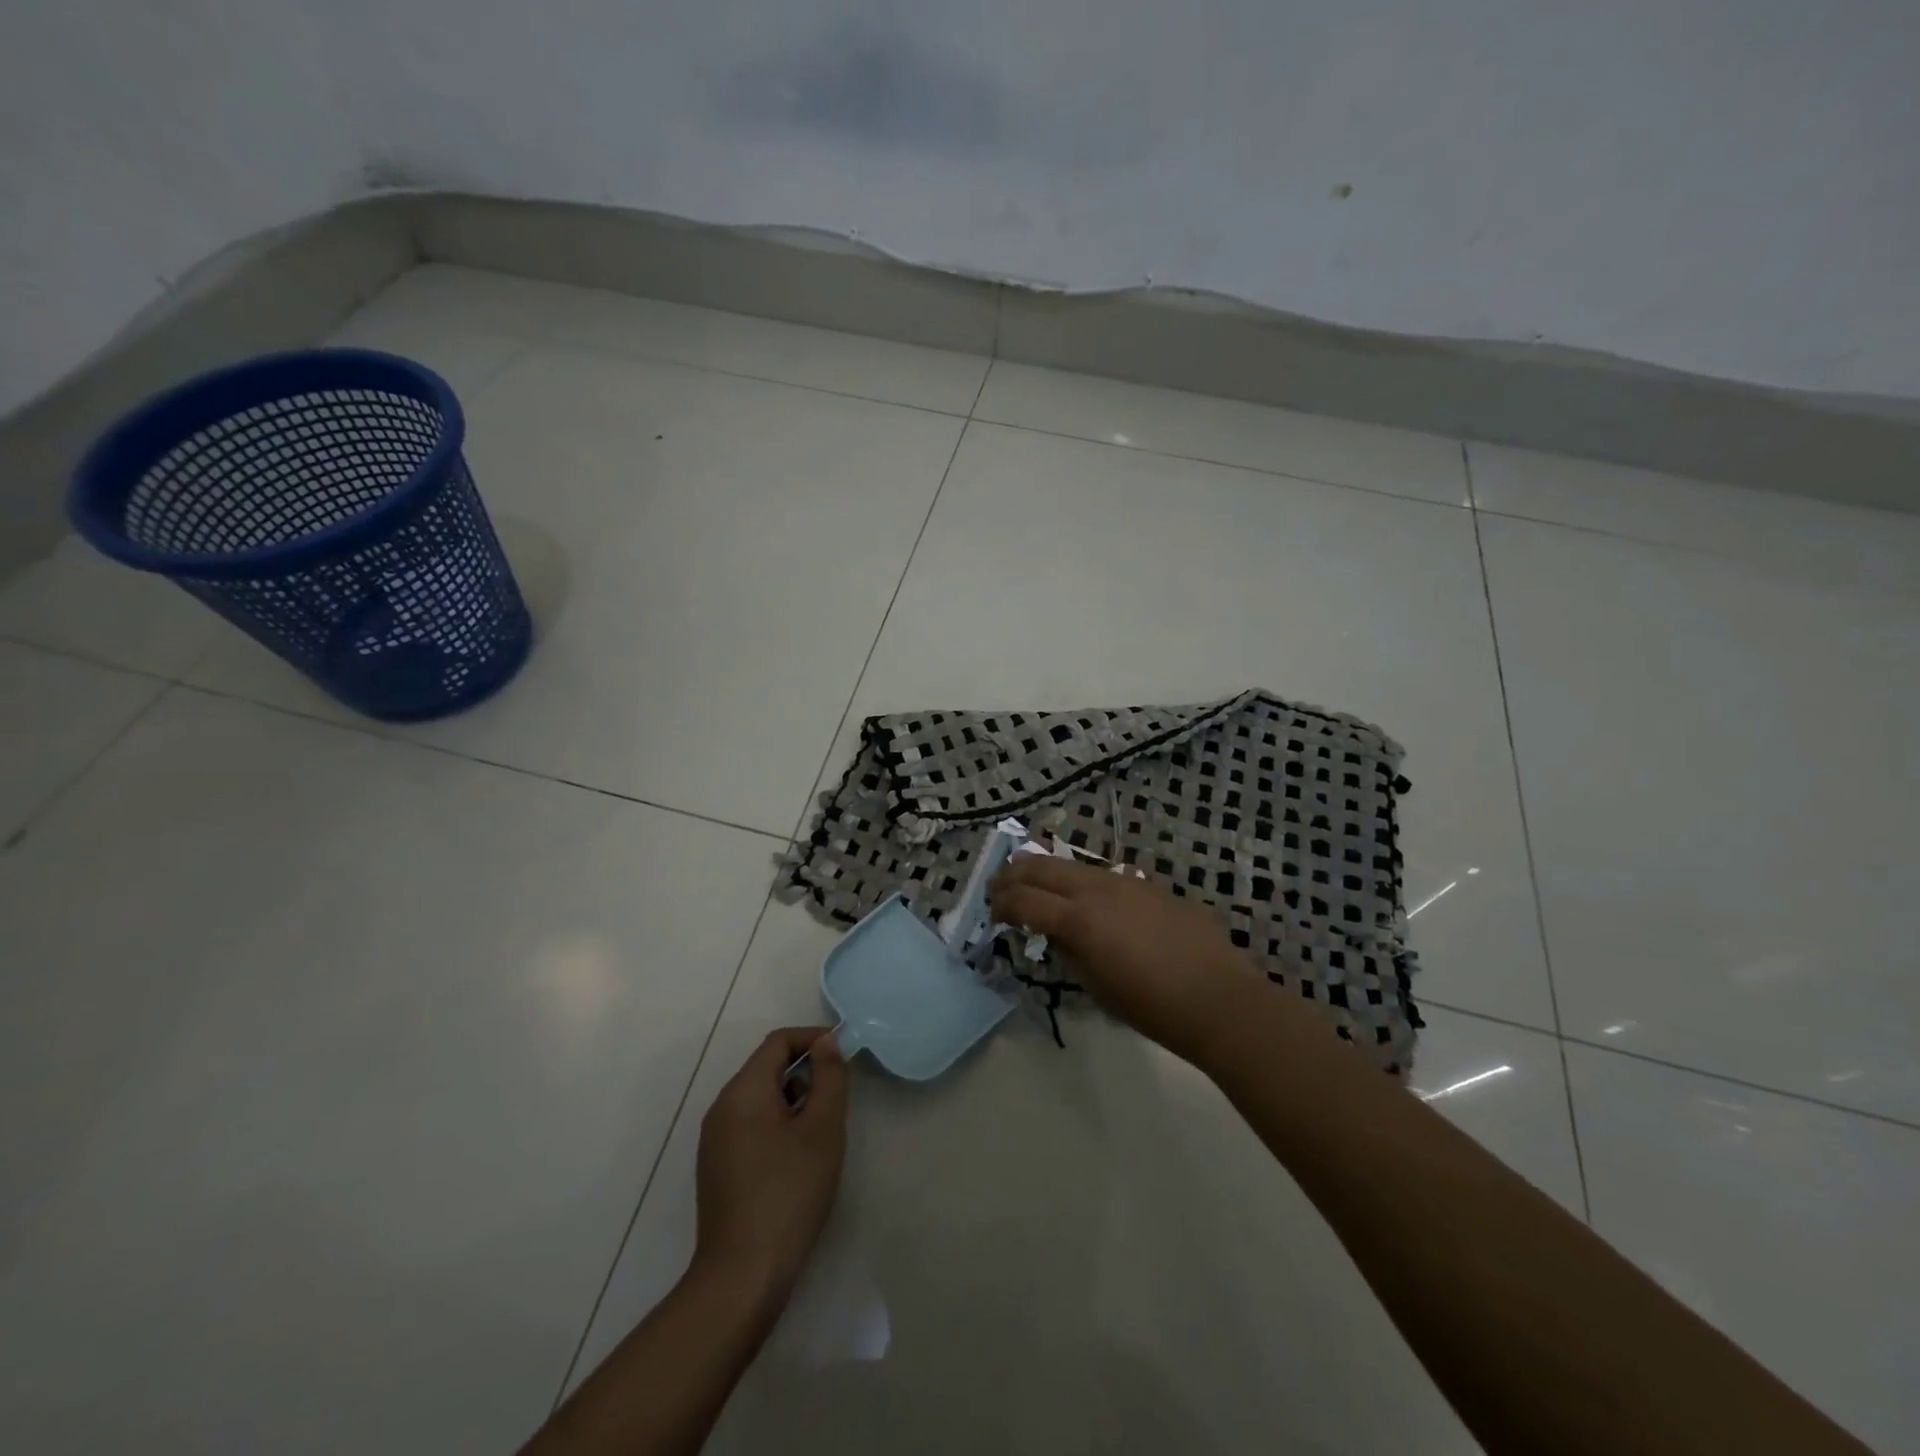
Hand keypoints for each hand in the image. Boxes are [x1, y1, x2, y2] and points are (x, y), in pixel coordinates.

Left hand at [694, 1027, 848, 1303]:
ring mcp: (714, 1140)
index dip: (813, 1039)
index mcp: (743, 1091)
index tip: (844, 1056)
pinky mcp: (717, 1167)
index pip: (778, 1042)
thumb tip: (826, 1042)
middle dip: (805, 1072)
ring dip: (793, 1100)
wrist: (742, 1277)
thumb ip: (829, 1077)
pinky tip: (797, 1159)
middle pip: (766, 1068)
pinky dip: (777, 1124)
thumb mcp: (822, 1129)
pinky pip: (750, 1125)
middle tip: (837, 1099)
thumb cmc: (789, 1193)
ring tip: (821, 1131)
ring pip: (759, 1098)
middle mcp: (722, 1107)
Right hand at [989, 856, 1269, 1067]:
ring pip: (1072, 864)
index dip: (1001, 905)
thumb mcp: (1096, 984)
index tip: (992, 915)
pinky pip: (1103, 875)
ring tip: (1033, 884)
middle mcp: (1097, 888)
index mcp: (1079, 918)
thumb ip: (1067, 950)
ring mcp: (1125, 881)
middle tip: (997, 887)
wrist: (1219, 999)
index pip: (1024, 900)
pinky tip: (1085, 900)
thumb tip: (1053, 932)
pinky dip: (1080, 882)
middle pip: (1041, 867)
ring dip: (1046, 872)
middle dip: (1013, 875)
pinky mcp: (1148, 885)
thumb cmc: (1152, 1006)